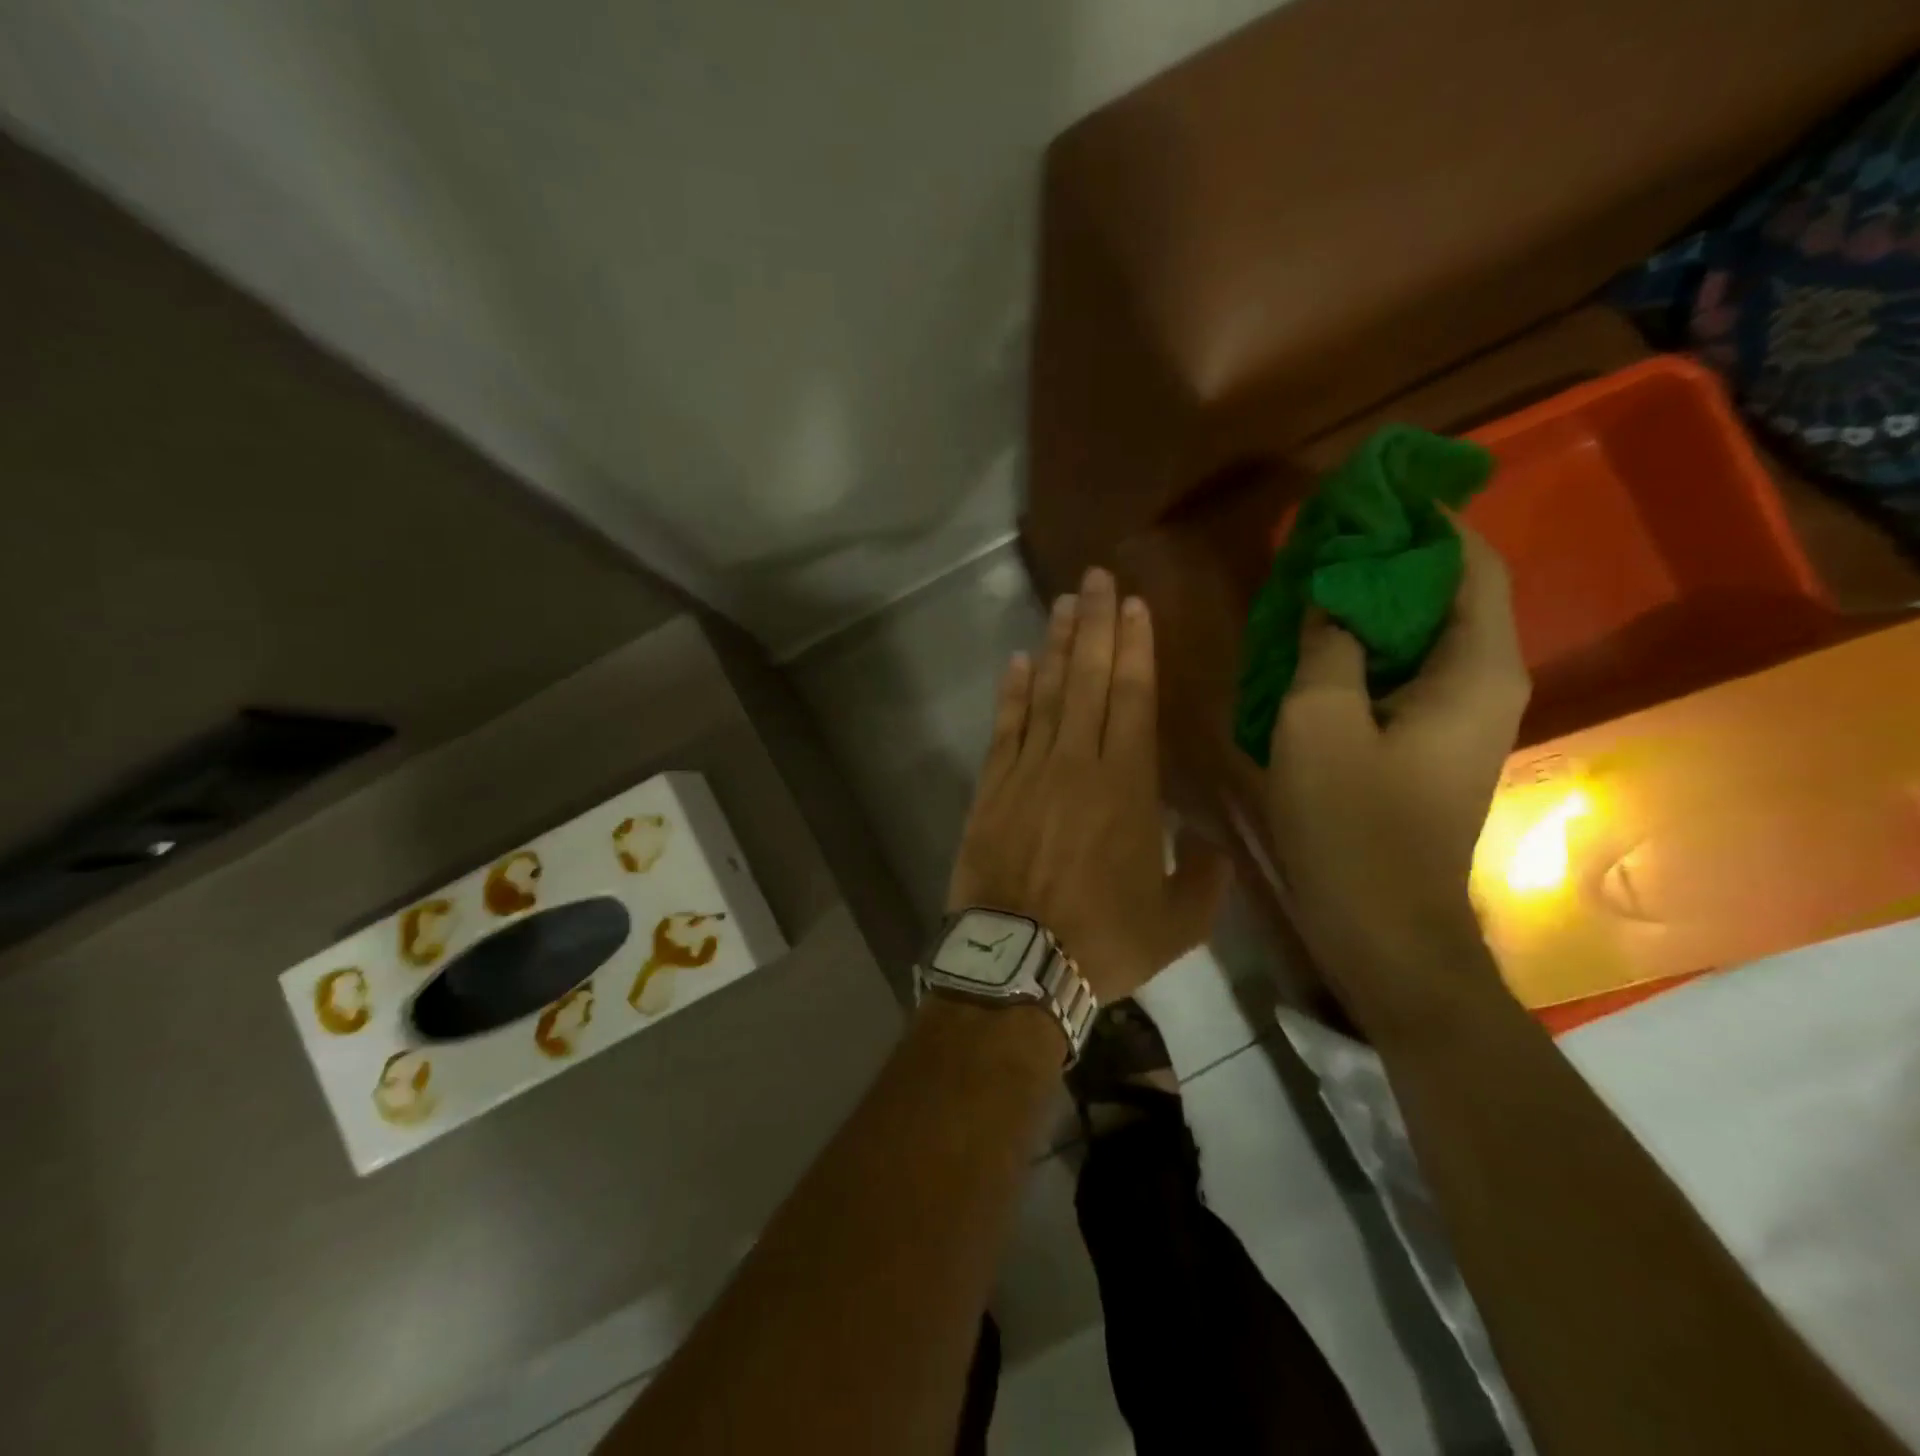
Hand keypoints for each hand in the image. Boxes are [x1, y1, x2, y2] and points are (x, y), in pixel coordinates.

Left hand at [948, 568, 1230, 1002]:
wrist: (1018, 964)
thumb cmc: (1102, 941)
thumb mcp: (1178, 922)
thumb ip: (1204, 877)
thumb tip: (1211, 845)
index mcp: (1127, 786)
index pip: (1132, 697)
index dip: (1133, 647)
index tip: (1132, 605)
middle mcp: (1076, 763)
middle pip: (1087, 679)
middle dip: (1094, 624)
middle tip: (1095, 578)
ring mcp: (1028, 771)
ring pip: (1045, 693)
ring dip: (1054, 646)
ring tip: (1062, 604)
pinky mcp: (991, 788)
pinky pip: (1004, 728)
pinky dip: (1011, 693)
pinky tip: (1017, 663)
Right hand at [1263, 521, 1528, 1032]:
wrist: (1381, 925)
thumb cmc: (1352, 822)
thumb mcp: (1319, 721)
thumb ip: (1328, 645)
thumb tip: (1331, 595)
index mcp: (1474, 670)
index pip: (1470, 563)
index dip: (1424, 523)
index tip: (1366, 498)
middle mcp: (1481, 685)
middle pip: (1446, 595)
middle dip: (1387, 561)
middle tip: (1319, 542)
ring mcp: (1455, 720)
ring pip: (1419, 637)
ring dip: (1368, 606)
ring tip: (1306, 586)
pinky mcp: (1425, 747)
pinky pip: (1400, 675)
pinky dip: (1362, 650)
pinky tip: (1310, 650)